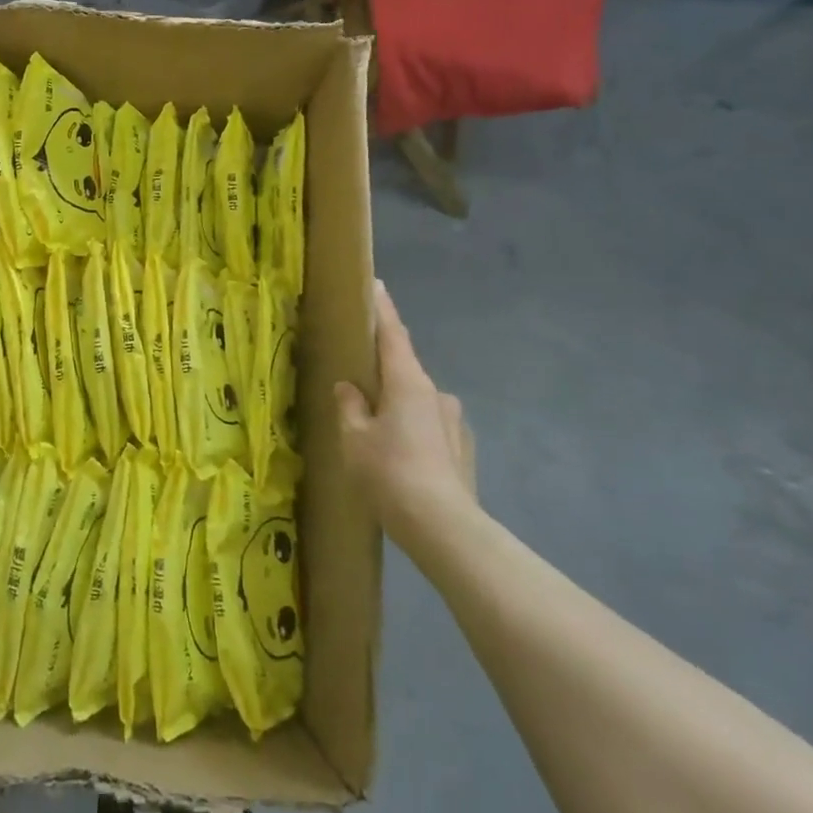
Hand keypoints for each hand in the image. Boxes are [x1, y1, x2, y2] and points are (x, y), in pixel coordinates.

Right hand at [336, 279, 475, 552]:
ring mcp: (454, 422)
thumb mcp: (354, 438)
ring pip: (417, 403)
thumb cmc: (389, 473)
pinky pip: (429, 428)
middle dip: (382, 372)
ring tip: (377, 434)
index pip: (392, 334)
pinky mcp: (463, 449)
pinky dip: (412, 432)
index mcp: (407, 382)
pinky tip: (400, 460)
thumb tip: (349, 389)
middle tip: (359, 382)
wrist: (443, 528)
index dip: (382, 309)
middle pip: (404, 370)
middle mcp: (436, 394)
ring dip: (398, 408)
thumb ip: (349, 407)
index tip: (376, 285)